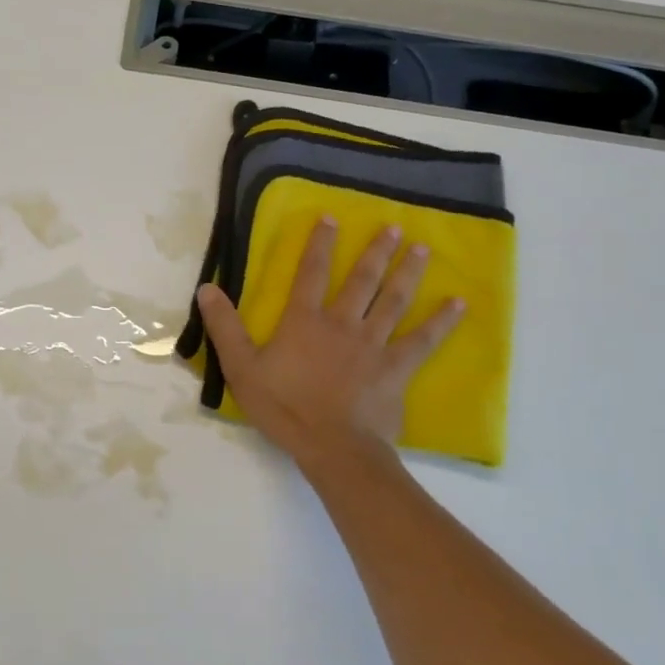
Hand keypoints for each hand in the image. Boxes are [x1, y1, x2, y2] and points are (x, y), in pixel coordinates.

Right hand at [197, 218, 463, 462]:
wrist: (332, 446)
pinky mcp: (396, 368)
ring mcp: (373, 345)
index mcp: (304, 321)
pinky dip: (441, 322)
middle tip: (393, 227)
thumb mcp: (241, 367)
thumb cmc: (283, 406)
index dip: (319, 245)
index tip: (331, 218)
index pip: (311, 274)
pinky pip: (422, 340)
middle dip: (376, 252)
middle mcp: (342, 324)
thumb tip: (207, 288)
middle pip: (361, 281)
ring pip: (393, 301)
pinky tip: (458, 304)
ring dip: (407, 273)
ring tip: (422, 249)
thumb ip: (224, 327)